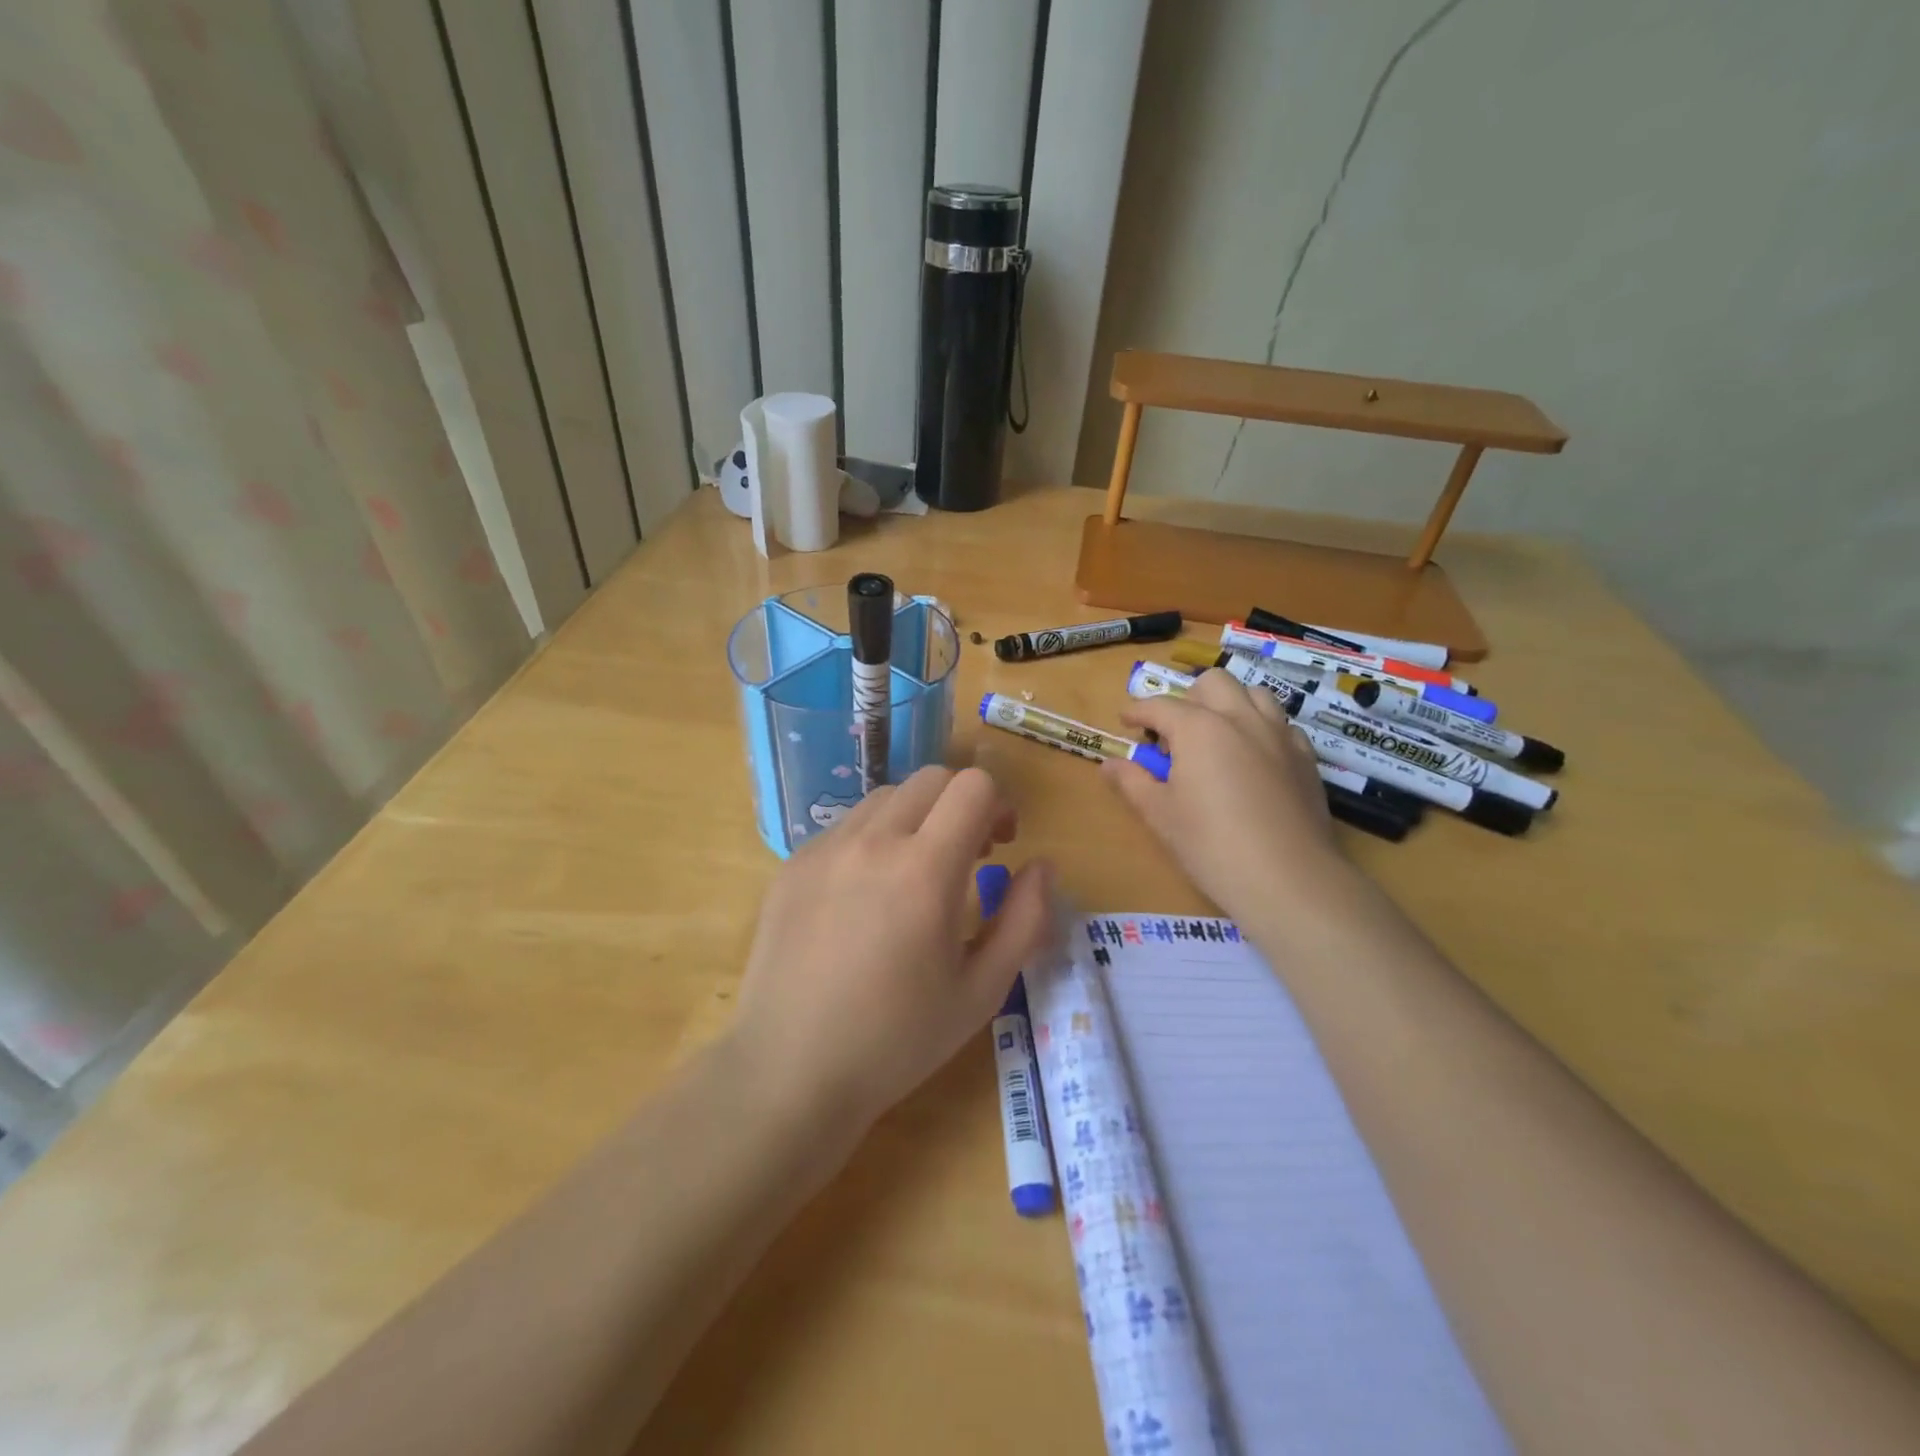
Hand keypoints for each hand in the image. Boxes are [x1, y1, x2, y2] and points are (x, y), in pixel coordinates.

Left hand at [730, 766, 1055, 1131]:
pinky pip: (846, 827)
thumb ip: (1025, 920)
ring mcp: (825, 849)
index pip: (973, 787)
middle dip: (960, 803)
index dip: (999, 804)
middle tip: (967, 855)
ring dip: (916, 817)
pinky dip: (873, 839)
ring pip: (885, 798)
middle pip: (930, 779)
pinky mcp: (793, 864)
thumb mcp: (982, 991)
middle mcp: (872, 842)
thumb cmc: (897, 1040)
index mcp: (925, 870)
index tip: (1000, 845)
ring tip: (915, 873)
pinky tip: (866, 895)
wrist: (789, 1071)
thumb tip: (1042, 866)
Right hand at [1102, 668, 1340, 918]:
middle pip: (1212, 683)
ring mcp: (1279, 735)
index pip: (1160, 706)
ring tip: (1216, 737)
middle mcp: (1241, 718)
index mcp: (1199, 728)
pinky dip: (1260, 728)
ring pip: (1253, 694)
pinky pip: (1281, 724)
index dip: (1137, 711)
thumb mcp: (1160, 815)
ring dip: (1229, 704)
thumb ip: (1132, 782)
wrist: (1288, 879)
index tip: (1125, 721)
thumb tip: (1109, 763)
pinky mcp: (1306, 757)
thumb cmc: (1211, 845)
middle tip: (1175, 732)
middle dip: (1188, 698)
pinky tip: (1253, 759)